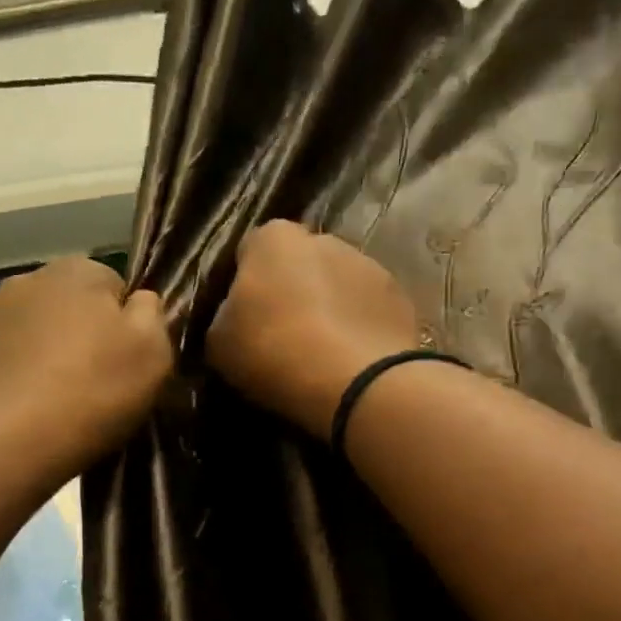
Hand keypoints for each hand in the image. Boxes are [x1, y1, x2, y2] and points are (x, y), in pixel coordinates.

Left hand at [0, 258, 171, 472]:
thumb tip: (139, 302)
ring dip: (44, 358)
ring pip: (32, 334)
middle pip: (70, 308)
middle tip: (94, 389)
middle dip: (82, 339)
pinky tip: (19, 414)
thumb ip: (153, 316)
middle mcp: (27, 280)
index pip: (116, 287)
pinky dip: (11, 380)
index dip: (126, 328)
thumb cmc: (89, 393)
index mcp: (79, 271)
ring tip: (54, 406)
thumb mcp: (152, 353)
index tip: (127, 367)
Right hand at [206, 221, 420, 436]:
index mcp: (274, 239)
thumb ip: (224, 318)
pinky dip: (359, 330)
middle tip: (283, 339)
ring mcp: (369, 265)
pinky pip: (368, 312)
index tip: (245, 319)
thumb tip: (236, 317)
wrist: (354, 381)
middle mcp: (324, 238)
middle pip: (299, 265)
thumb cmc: (273, 352)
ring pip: (338, 286)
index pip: (251, 251)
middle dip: (293, 292)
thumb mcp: (219, 343)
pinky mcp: (400, 299)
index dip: (245, 284)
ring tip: (322, 356)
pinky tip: (350, 362)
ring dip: (330, 310)